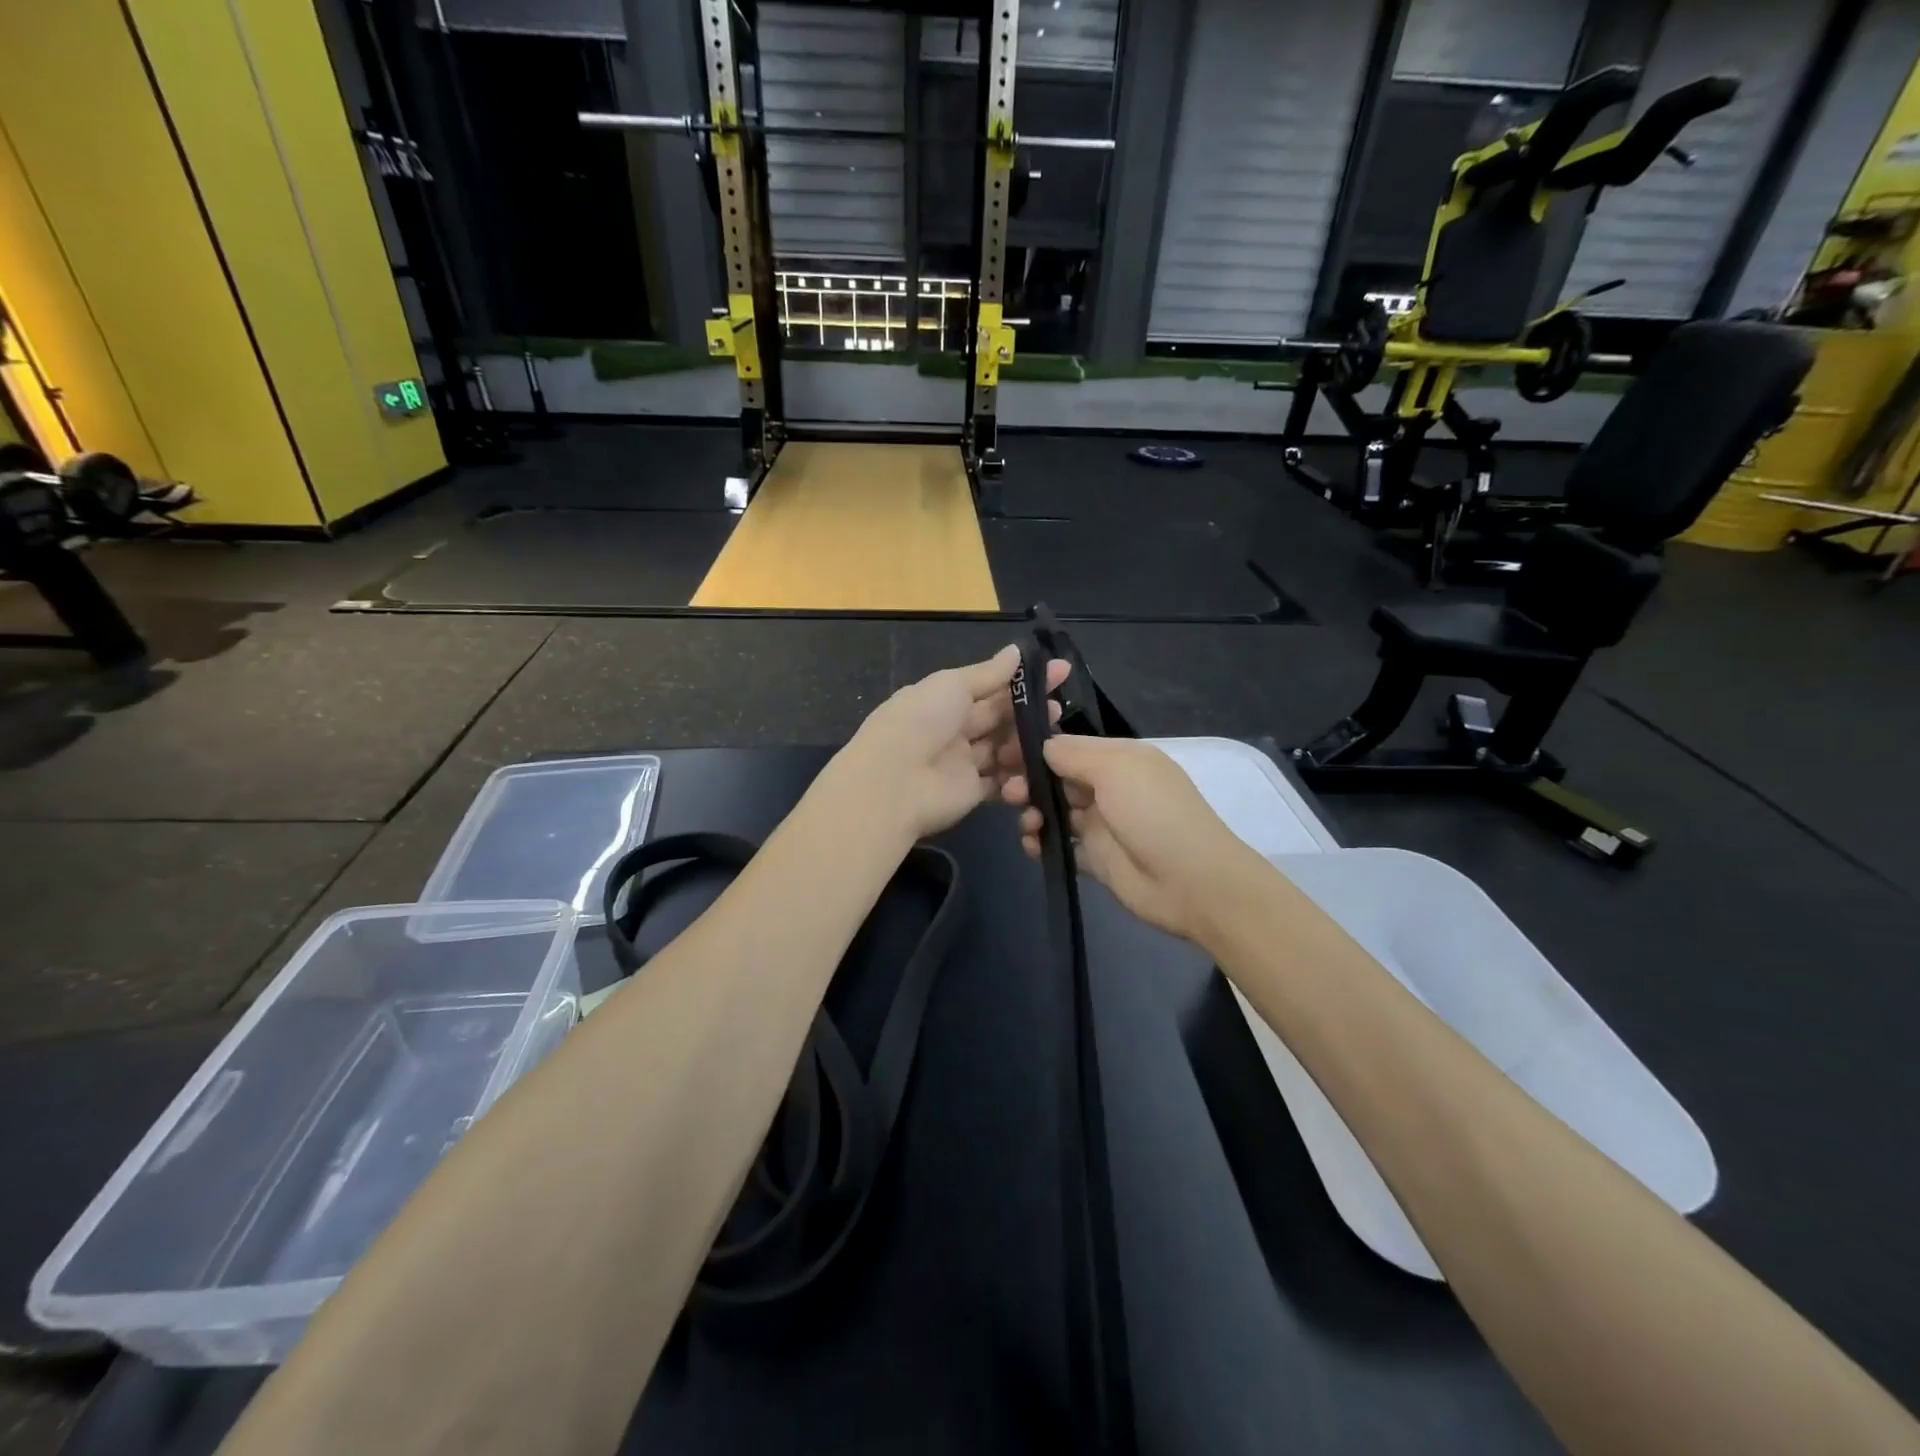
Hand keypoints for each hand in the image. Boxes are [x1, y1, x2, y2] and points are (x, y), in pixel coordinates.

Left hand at [833, 646, 1068, 843]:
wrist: (894, 783)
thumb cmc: (921, 722)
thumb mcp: (952, 686)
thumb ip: (988, 673)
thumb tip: (1016, 651)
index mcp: (942, 700)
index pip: (989, 686)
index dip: (1022, 679)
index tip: (1060, 671)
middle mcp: (952, 729)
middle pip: (997, 718)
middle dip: (1028, 711)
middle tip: (1059, 706)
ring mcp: (961, 762)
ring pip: (1002, 749)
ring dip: (1025, 742)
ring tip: (1051, 738)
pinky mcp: (970, 792)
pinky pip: (1000, 781)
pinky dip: (1018, 775)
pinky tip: (1039, 764)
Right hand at [1002, 736, 1263, 942]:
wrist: (1191, 882)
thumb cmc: (1154, 814)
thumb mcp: (1116, 768)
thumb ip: (1074, 754)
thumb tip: (1042, 746)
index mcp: (1119, 759)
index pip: (1068, 747)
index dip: (1036, 751)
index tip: (1004, 756)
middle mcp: (1109, 788)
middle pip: (1057, 779)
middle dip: (1029, 782)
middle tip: (1009, 794)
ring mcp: (1102, 825)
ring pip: (1055, 812)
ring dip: (1033, 813)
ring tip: (1028, 824)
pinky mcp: (1096, 859)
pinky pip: (1060, 846)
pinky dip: (1041, 843)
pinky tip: (1032, 846)